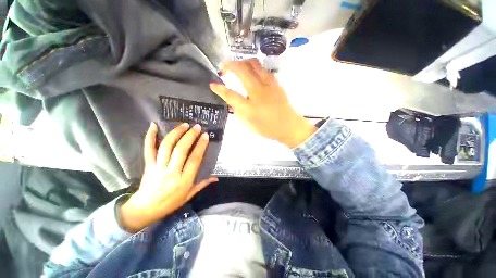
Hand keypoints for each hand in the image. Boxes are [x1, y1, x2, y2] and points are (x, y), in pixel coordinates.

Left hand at [119, 122, 217, 232]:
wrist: (145, 209)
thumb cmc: (170, 202)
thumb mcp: (189, 195)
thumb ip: (203, 184)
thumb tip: (216, 178)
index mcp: (184, 180)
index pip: (194, 159)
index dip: (201, 146)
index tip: (205, 136)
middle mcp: (172, 172)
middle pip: (181, 150)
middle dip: (190, 136)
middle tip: (197, 127)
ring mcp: (158, 167)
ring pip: (167, 147)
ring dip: (176, 133)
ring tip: (184, 125)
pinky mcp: (148, 165)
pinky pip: (148, 149)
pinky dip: (150, 137)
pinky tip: (153, 125)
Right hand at [210, 59, 315, 147]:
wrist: (289, 127)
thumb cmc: (269, 128)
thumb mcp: (250, 125)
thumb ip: (239, 112)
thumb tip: (232, 102)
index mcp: (250, 107)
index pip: (230, 95)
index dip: (219, 89)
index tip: (213, 85)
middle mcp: (258, 93)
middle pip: (242, 70)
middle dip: (229, 65)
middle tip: (224, 68)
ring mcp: (269, 85)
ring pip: (254, 64)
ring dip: (242, 62)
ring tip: (237, 67)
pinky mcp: (276, 83)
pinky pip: (264, 69)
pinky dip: (255, 67)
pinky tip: (252, 73)